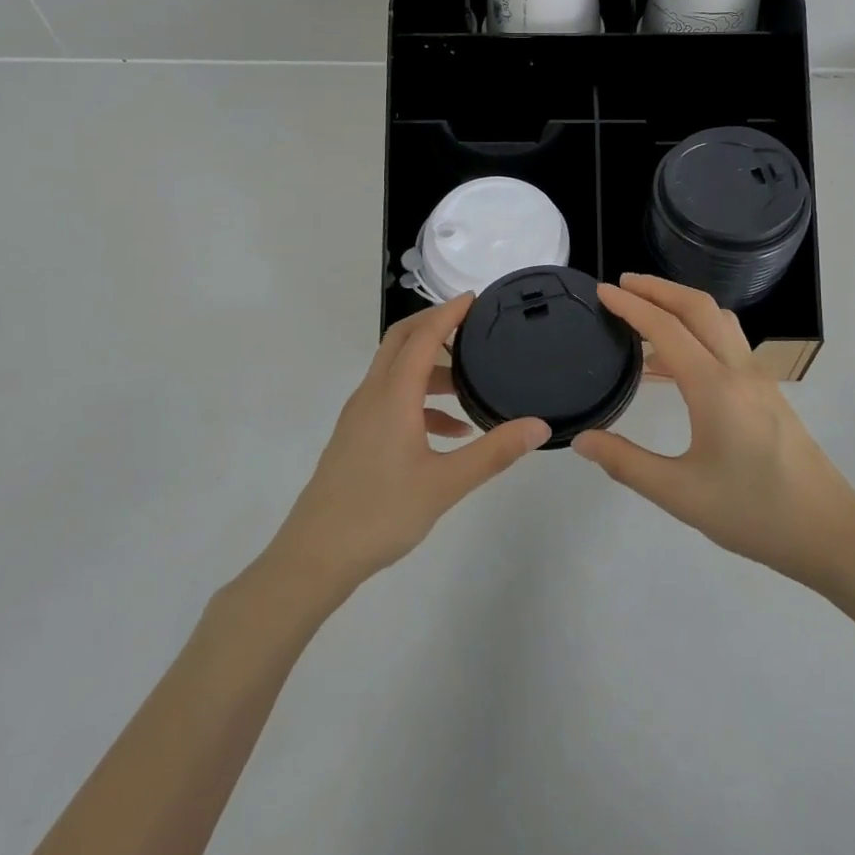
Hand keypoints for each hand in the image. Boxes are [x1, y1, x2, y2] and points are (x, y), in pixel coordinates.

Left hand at [270, 294, 550, 590]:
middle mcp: (372, 394)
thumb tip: (538, 426)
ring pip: (395, 371)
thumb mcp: (446, 484)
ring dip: (430, 366)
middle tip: (471, 325)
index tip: (475, 299)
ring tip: (469, 384)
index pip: (422, 337)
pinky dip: (420, 400)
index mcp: (392, 395)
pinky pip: (391, 399)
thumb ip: (493, 452)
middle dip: (434, 326)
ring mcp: (360, 415)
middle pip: (401, 341)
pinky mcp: (356, 435)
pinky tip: (450, 432)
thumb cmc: (381, 513)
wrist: (315, 555)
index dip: (448, 313)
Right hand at [573, 275, 854, 590]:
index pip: (666, 328)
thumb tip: (582, 439)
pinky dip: (697, 330)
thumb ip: (627, 463)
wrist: (829, 533)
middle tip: (622, 284)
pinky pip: (728, 342)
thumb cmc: (753, 513)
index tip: (602, 291)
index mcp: (715, 387)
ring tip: (646, 313)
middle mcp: (738, 370)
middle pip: (698, 307)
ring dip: (681, 304)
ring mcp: (758, 378)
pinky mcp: (767, 392)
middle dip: (658, 288)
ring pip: (718, 320)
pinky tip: (675, 364)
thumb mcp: (680, 495)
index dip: (631, 305)